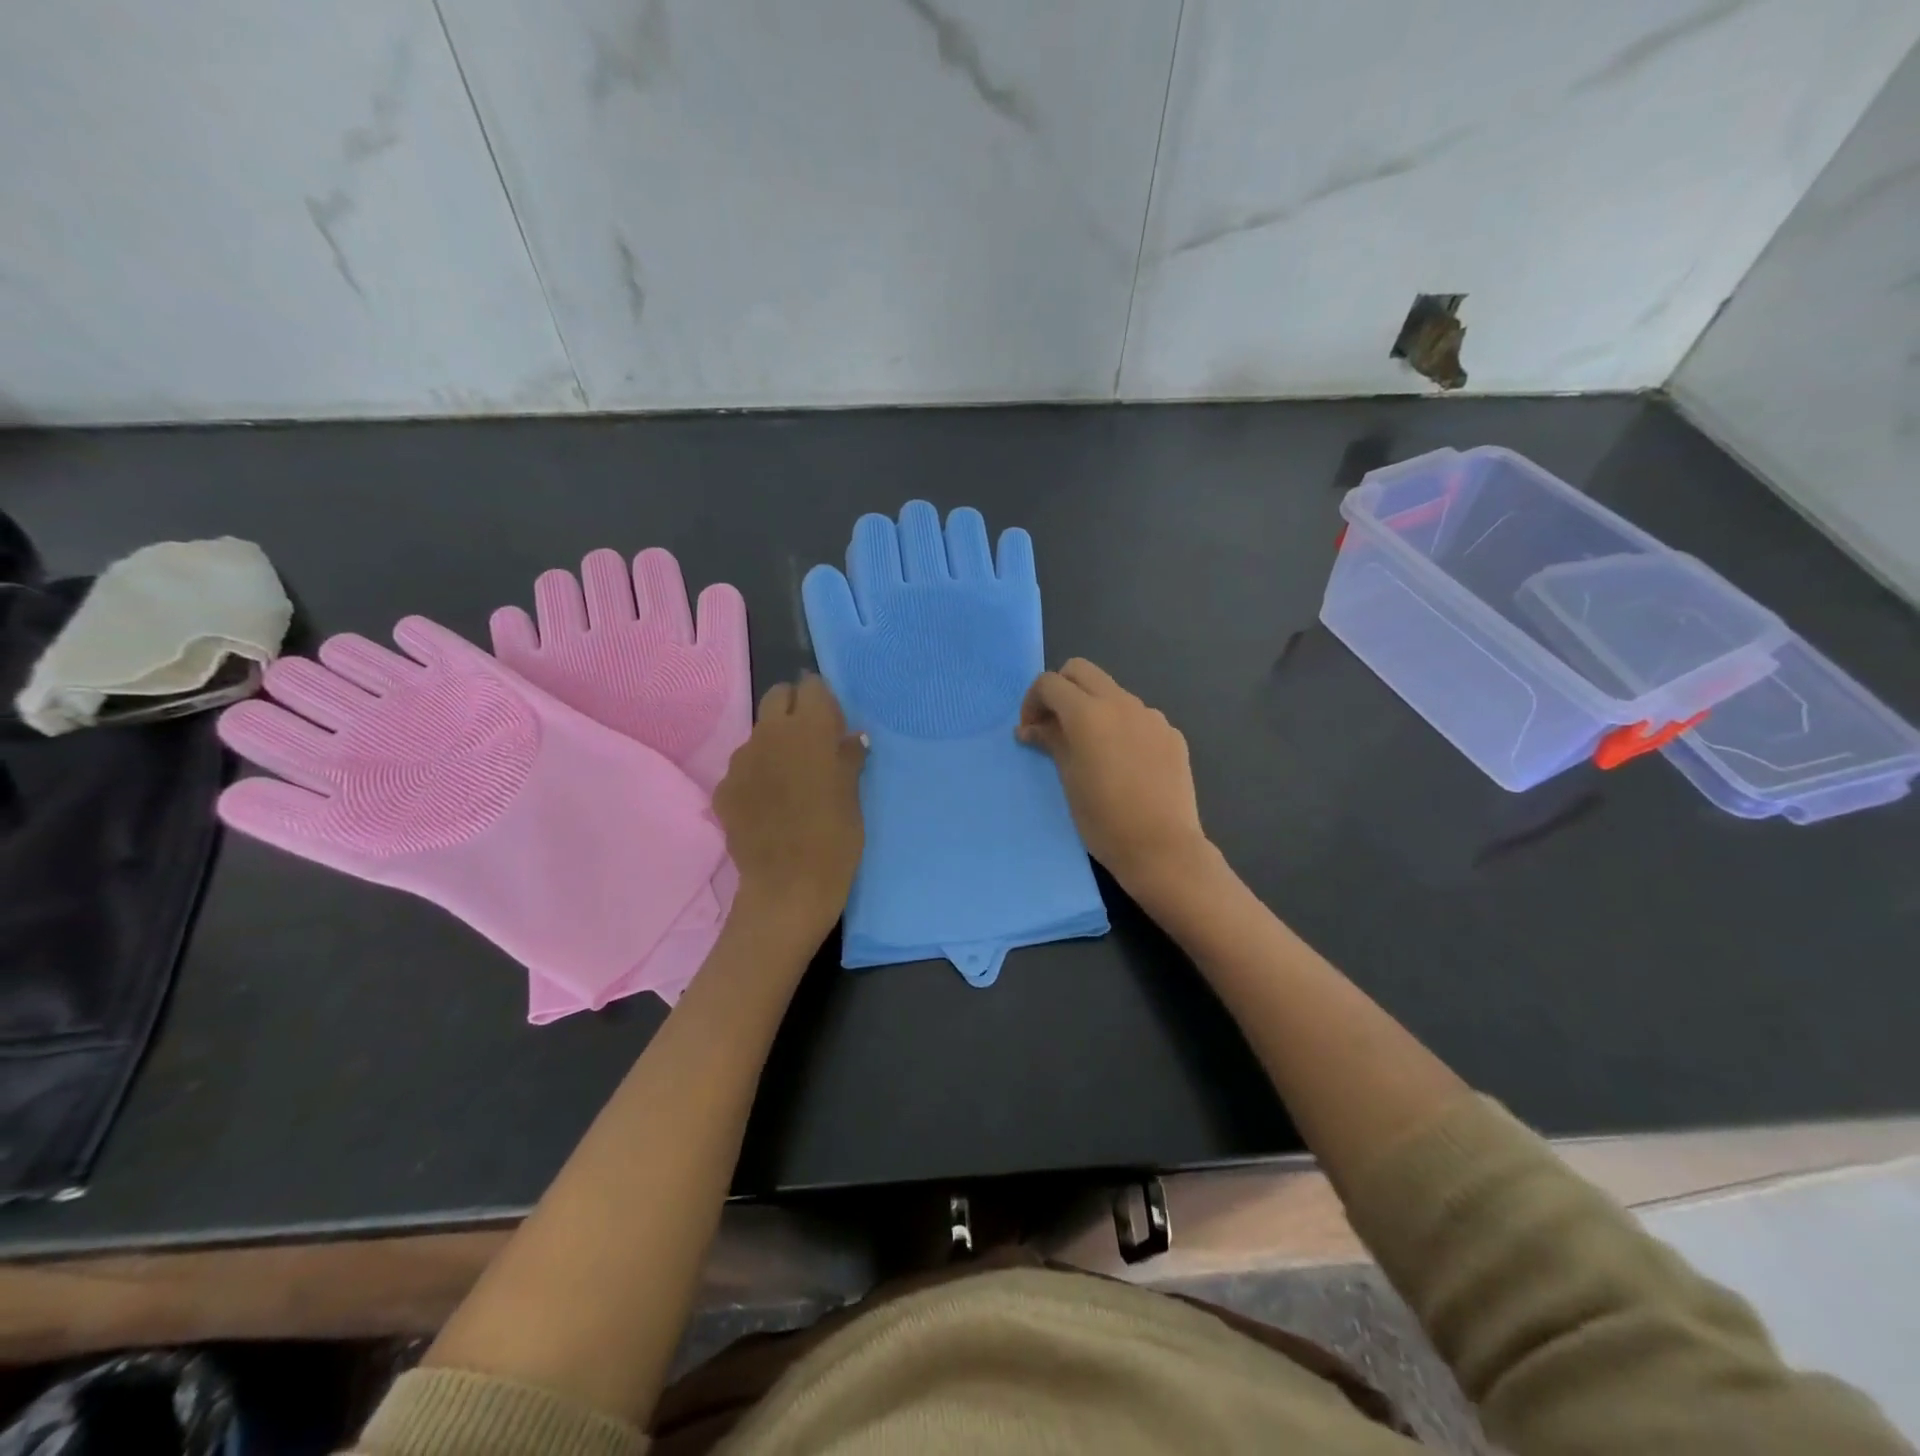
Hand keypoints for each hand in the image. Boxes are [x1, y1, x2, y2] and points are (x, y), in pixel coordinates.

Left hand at [713, 674, 865, 941]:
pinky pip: (743, 768)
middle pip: (777, 697)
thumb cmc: (835, 838)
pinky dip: (757, 776)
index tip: (834, 723)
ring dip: (775, 744)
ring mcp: (741, 760)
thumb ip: (849, 758)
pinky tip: (769, 804)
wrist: (788, 887)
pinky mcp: (724, 788)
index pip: (811, 687)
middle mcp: (770, 733)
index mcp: (809, 729)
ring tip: (790, 778)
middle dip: (794, 708)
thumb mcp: (853, 796)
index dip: (823, 701)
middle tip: (812, 741)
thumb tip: (851, 738)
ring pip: (758, 733)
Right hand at [1018, 659, 1211, 893]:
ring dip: (1093, 707)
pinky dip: (1121, 726)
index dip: (1032, 702)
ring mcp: (1151, 716)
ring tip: (1091, 749)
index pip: (1050, 683)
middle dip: (1061, 690)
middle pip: (1081, 671)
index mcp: (1089, 713)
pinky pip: (1138, 717)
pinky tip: (1124, 763)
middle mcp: (1121, 703)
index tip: (1030, 731)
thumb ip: (1051, 742)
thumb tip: (1030, 728)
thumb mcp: (1068, 780)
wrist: (1162, 848)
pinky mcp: (1171, 734)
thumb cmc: (1104, 820)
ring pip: (1112, 692)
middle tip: (1054, 726)